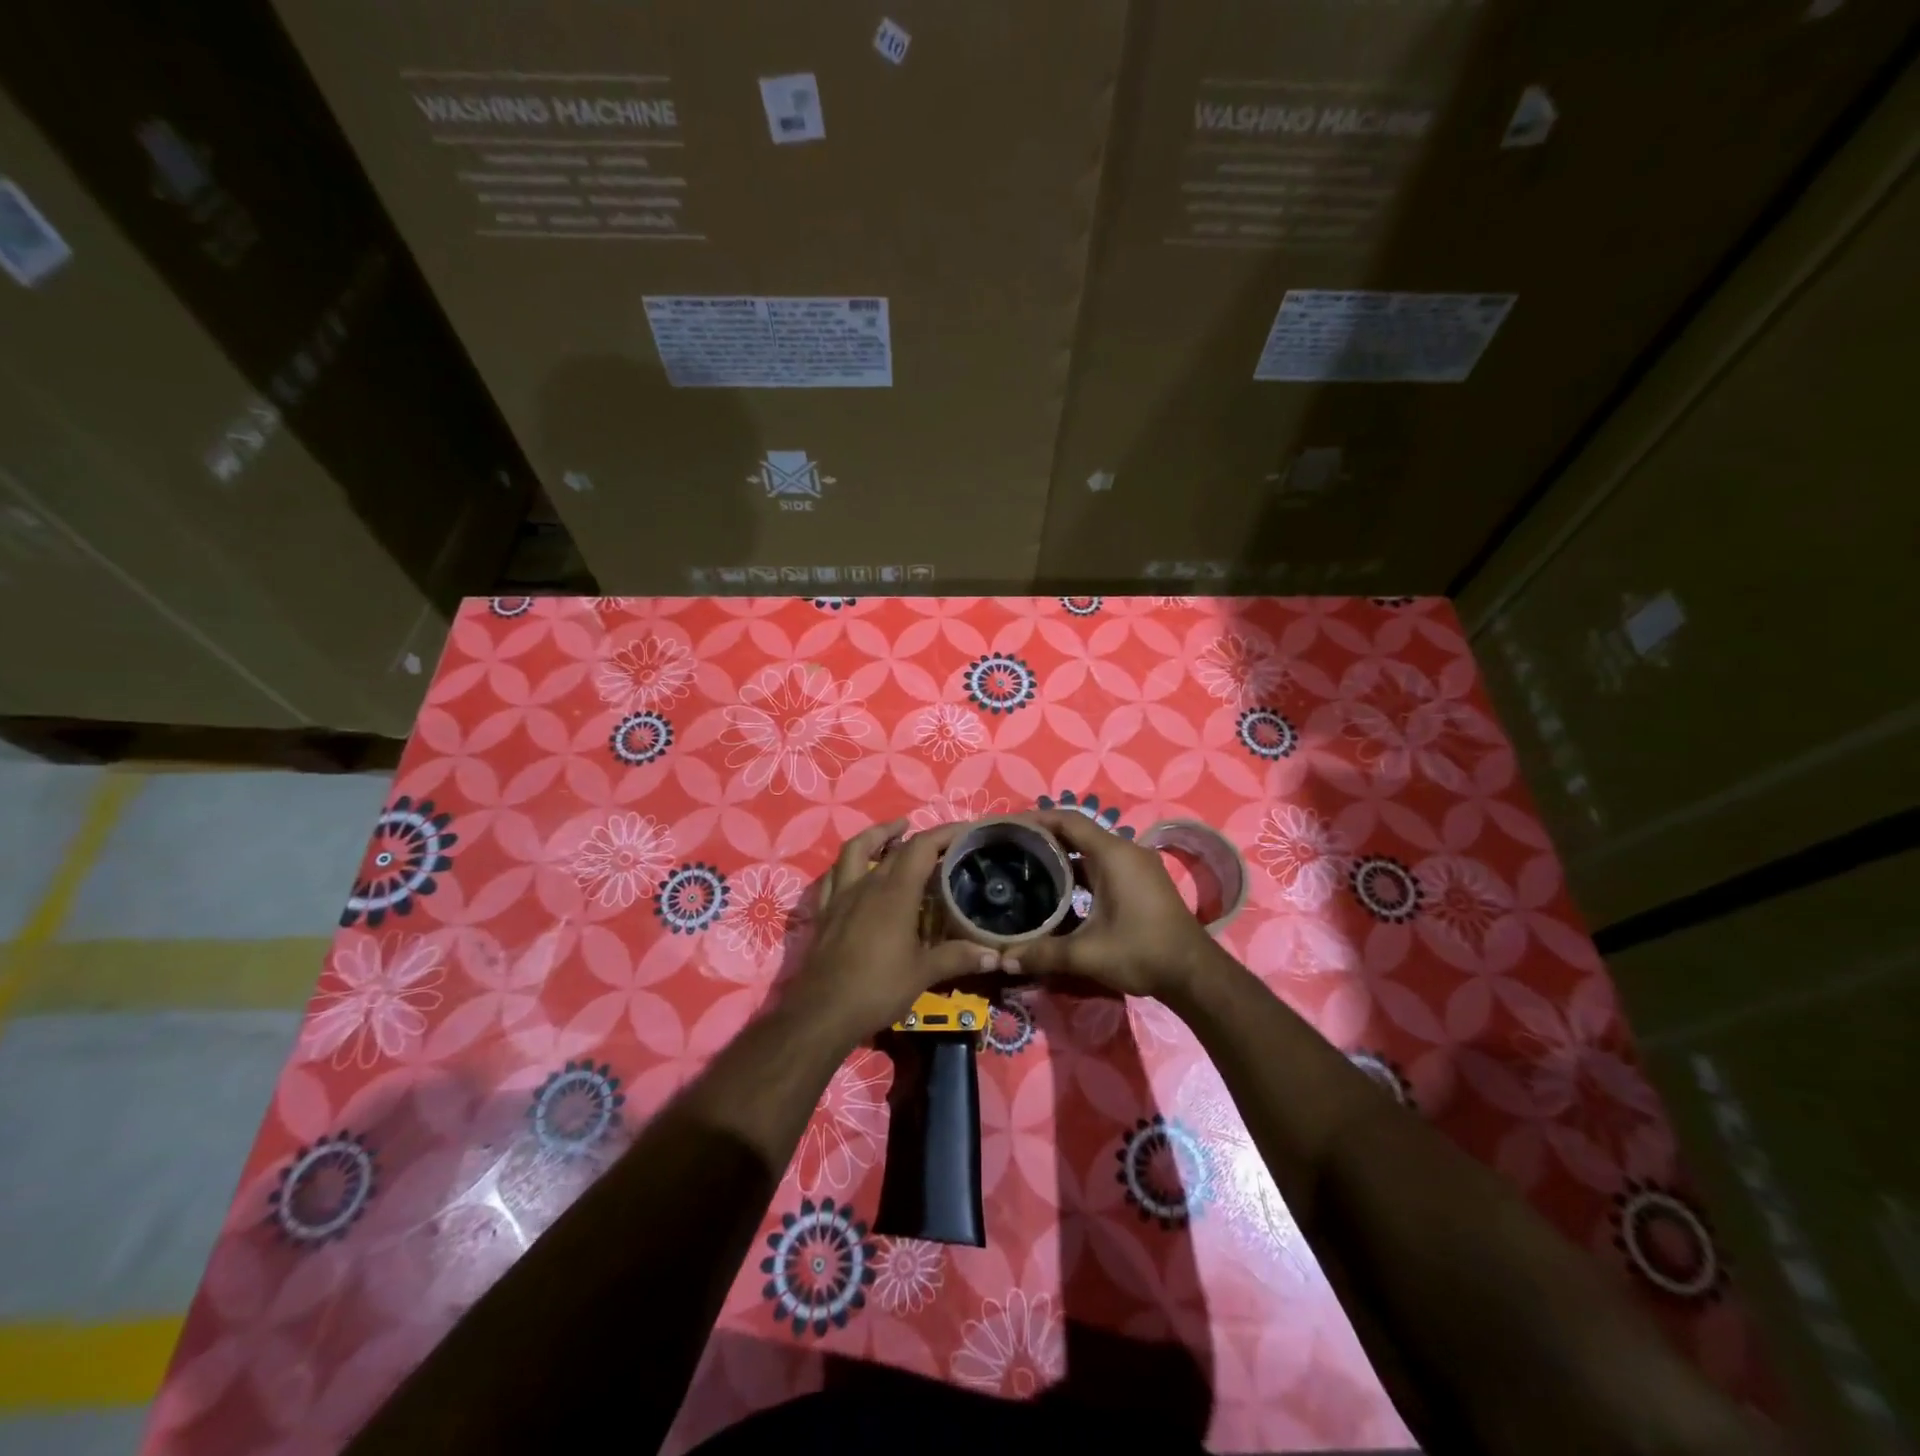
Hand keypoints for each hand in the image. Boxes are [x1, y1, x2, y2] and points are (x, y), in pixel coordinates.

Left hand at [790, 819, 1000, 1047]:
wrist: (823, 1013)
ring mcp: (841, 896)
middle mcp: (867, 885)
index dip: (944, 833)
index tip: (965, 829)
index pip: (922, 848)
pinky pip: (834, 876)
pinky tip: (858, 869)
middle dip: (920, 837)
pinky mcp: (825, 912)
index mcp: (895, 893)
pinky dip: (848, 864)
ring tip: (895, 832)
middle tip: (942, 841)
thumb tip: (994, 953)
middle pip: (894, 848)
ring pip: (856, 850)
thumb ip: (958, 957)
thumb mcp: (923, 974)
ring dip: (876, 835)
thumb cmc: (877, 989)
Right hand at [1011, 811, 1218, 1002]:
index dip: (1036, 819)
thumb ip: (1043, 953)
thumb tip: (1003, 960)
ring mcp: (1136, 865)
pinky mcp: (1142, 881)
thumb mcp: (1087, 954)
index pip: (1067, 820)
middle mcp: (1125, 851)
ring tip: (1028, 867)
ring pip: (1091, 849)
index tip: (1008, 827)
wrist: (1194, 973)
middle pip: (1078, 831)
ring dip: (1062, 854)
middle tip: (1010, 848)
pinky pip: (1104, 863)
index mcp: (1112, 854)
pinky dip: (1080, 868)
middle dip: (1044, 837)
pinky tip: (1059, 889)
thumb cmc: (1141, 952)